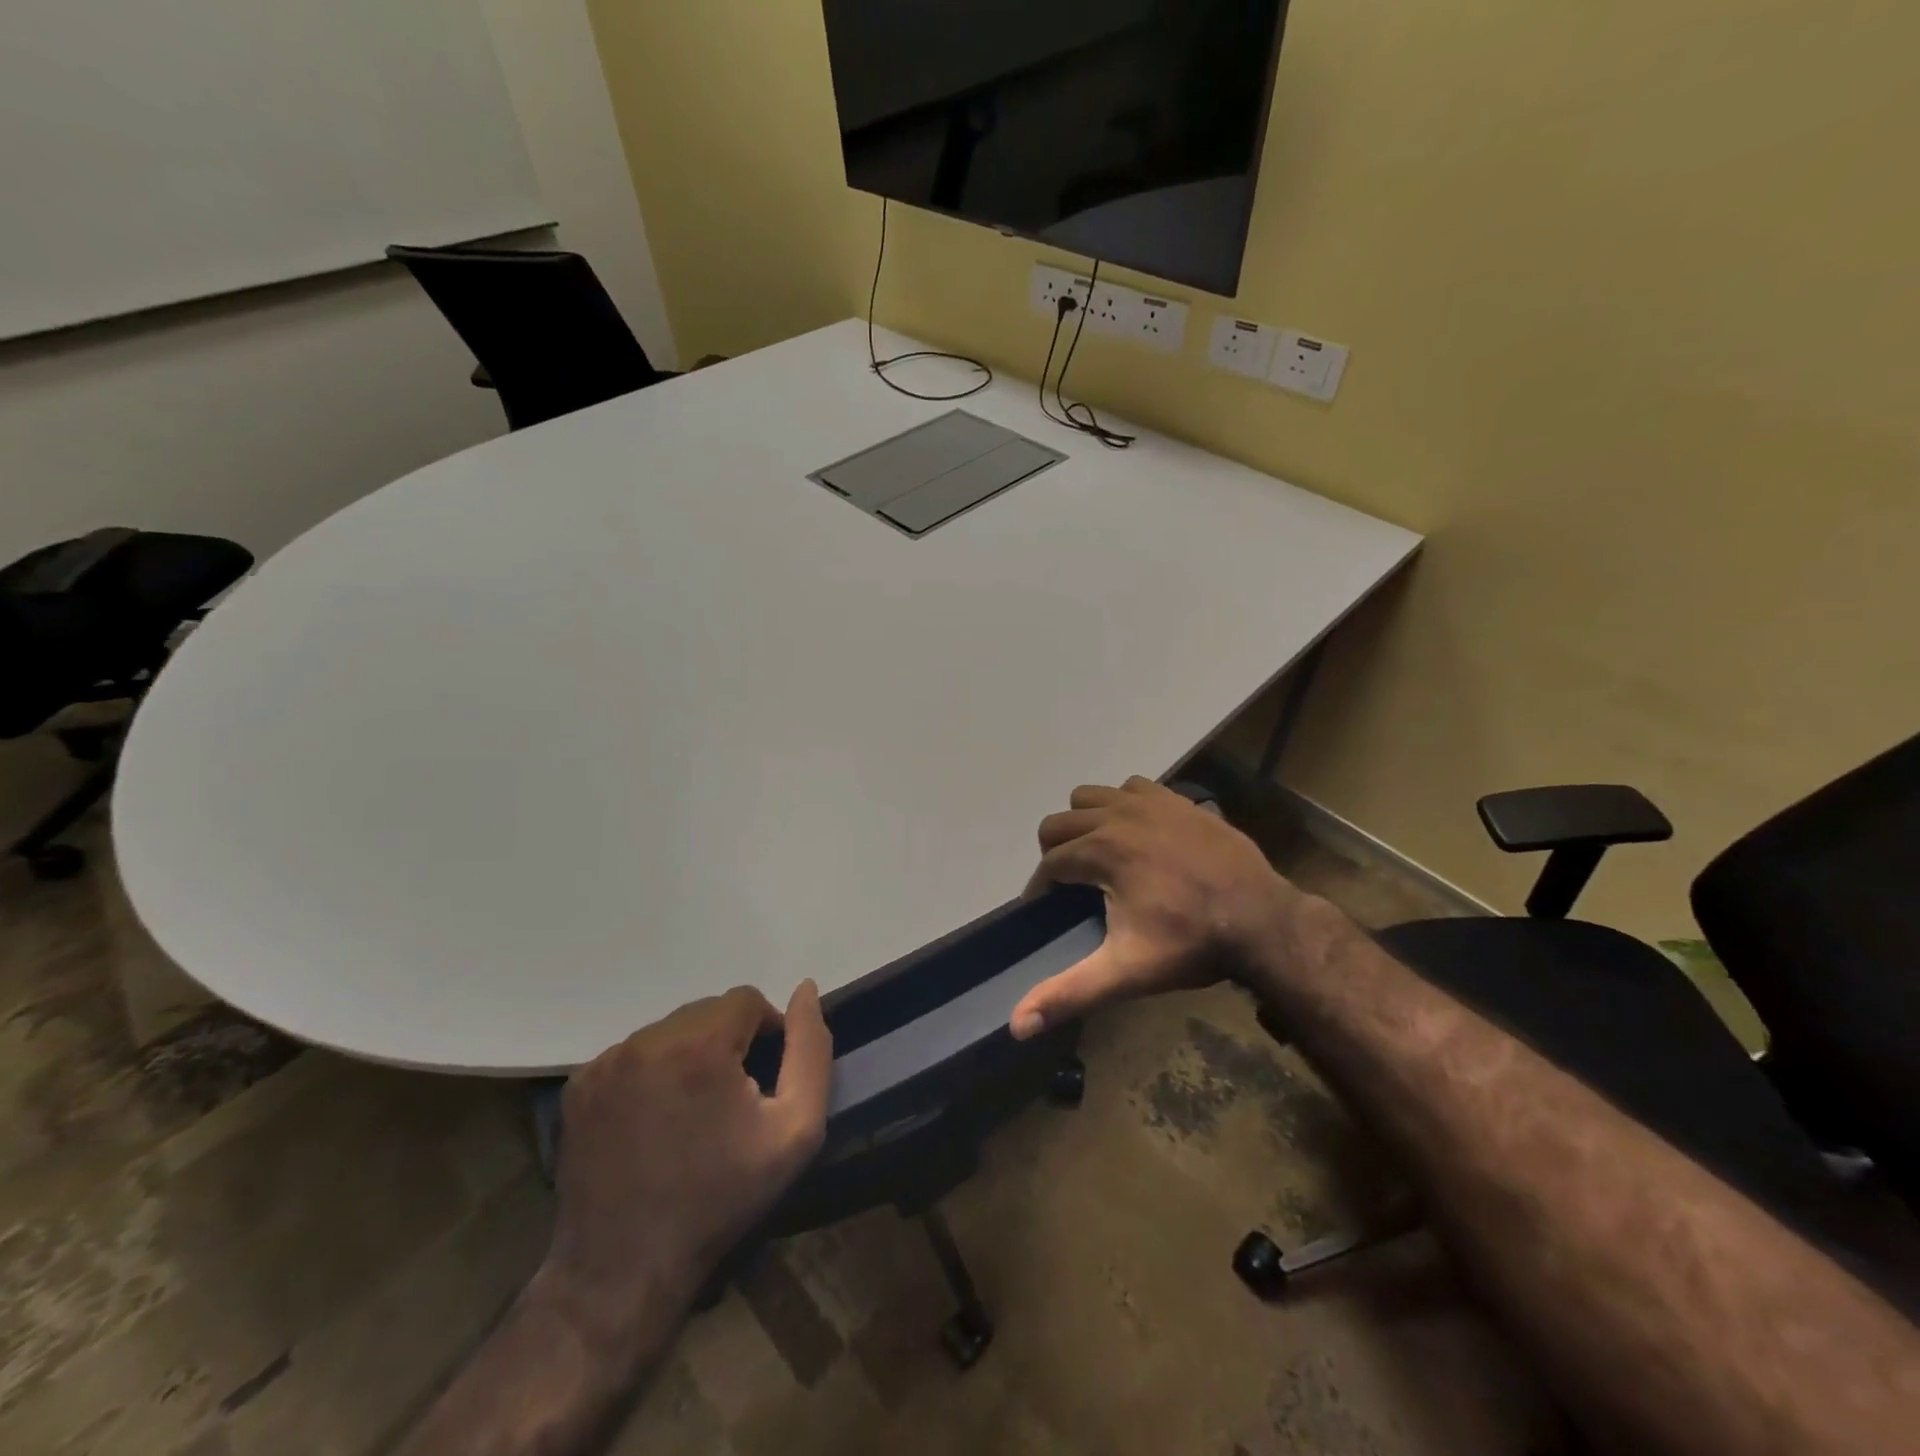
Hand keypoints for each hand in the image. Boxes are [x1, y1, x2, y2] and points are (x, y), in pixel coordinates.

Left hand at [540, 982, 831, 1342]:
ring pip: (670, 1030)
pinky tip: (654, 1119)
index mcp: (700, 1045)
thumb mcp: (795, 1130)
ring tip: (690, 1111)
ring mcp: (606, 1062)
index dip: (765, 1033)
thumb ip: (810, 1051)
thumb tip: (806, 989)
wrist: (624, 1272)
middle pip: (706, 1012)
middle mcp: (647, 1040)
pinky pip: (634, 1054)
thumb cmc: (721, 1199)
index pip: (746, 1000)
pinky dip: (652, 1072)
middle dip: (726, 1042)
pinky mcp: (580, 1086)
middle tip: (729, 1100)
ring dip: (689, 1054)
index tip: (763, 1080)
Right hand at [1010, 777, 1304, 1038]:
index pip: (1048, 864)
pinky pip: (1132, 787)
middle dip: (1055, 853)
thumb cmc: (1191, 944)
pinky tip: (1139, 833)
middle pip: (1059, 823)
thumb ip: (1069, 993)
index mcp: (1099, 851)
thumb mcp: (1126, 972)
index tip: (1045, 909)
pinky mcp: (1177, 799)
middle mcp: (1117, 816)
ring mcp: (1150, 802)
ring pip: (1091, 796)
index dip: (1040, 889)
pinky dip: (1123, 805)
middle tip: (1073, 886)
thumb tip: (1017, 1025)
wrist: (1263, 919)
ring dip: (1085, 822)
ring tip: (1100, 855)